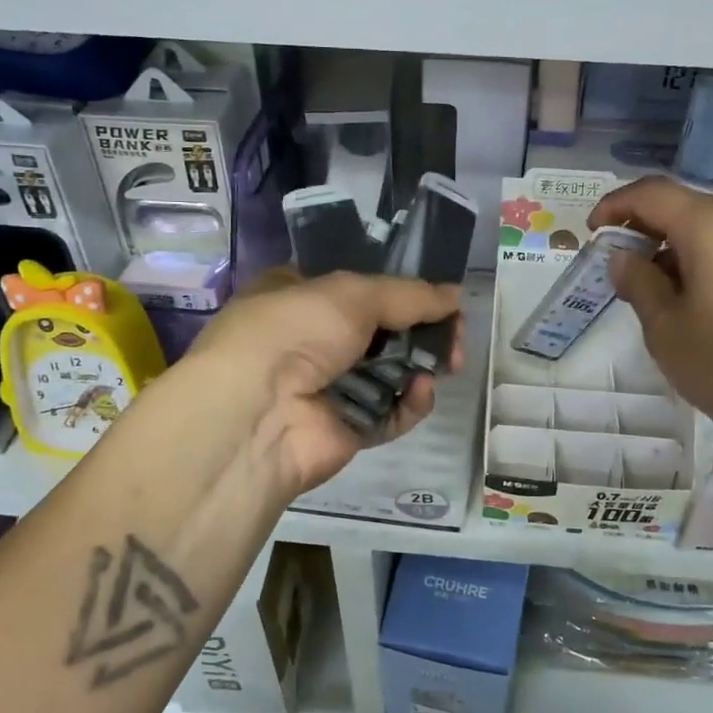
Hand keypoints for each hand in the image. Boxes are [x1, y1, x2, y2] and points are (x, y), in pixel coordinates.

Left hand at [184, 271, 464, 494]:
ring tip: (449, 361)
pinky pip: (389, 411)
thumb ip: (409, 294)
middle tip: (455, 332)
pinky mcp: (345, 427)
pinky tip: (421, 392)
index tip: (438, 293)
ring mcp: (328, 386)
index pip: (357, 285)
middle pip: (382, 329)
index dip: (398, 286)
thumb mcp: (352, 293)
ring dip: (421, 364)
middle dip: (422, 329)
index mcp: (298, 294)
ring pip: (390, 371)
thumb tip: (455, 295)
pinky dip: (409, 402)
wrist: (256, 414)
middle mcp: (311, 339)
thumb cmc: (294, 331)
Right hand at [589, 176, 712, 472]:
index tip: (592, 233)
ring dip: (675, 246)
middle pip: (685, 206)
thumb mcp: (665, 326)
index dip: (615, 206)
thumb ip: (638, 280)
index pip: (652, 193)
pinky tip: (691, 295)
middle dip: (646, 228)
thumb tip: (622, 257)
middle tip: (618, 264)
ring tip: (651, 287)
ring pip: (712, 227)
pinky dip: (705, 258)